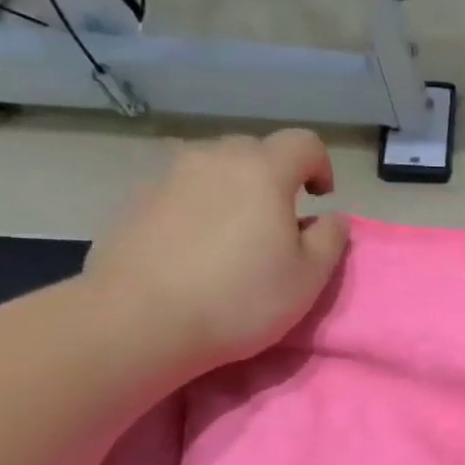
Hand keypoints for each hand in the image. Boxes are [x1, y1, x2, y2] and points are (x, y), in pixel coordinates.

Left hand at [85, 132, 348, 375]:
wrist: (136, 321)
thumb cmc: (238, 298)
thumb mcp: (308, 278)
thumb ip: (330, 239)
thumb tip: (331, 217)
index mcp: (263, 171)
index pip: (304, 143)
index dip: (321, 165)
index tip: (320, 200)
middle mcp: (213, 159)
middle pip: (255, 150)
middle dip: (274, 176)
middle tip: (278, 221)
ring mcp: (167, 177)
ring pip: (212, 168)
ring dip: (232, 190)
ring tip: (232, 235)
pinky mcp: (133, 202)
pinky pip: (179, 192)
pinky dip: (195, 208)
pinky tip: (192, 250)